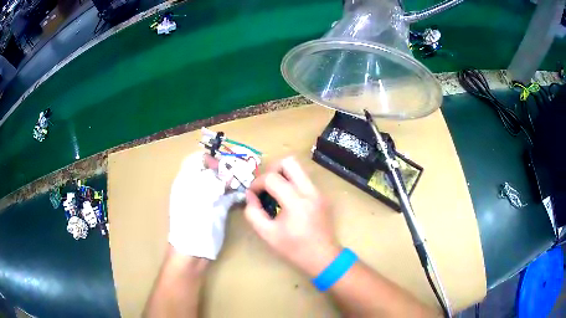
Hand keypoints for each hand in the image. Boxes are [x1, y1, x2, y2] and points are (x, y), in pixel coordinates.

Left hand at [168, 152, 244, 259]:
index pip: (197, 159)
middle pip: (211, 170)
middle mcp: (196, 187)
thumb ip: (213, 182)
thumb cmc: (192, 224)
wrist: (193, 252)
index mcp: (186, 181)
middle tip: (240, 172)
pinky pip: (227, 196)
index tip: (223, 166)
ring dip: (233, 181)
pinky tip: (244, 194)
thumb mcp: (200, 199)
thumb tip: (226, 173)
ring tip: (245, 181)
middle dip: (226, 169)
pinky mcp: (216, 209)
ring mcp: (207, 199)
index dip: (210, 159)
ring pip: (221, 183)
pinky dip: (235, 193)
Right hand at [244, 157, 340, 276]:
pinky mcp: (322, 196)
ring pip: (299, 168)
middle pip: (289, 162)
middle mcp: (310, 191)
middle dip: (273, 170)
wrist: (323, 257)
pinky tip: (288, 201)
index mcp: (296, 202)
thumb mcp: (267, 234)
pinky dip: (293, 184)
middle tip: (266, 185)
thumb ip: (253, 213)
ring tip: (276, 192)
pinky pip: (304, 180)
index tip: (253, 194)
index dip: (257, 183)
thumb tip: (250, 196)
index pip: (272, 178)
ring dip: (283, 175)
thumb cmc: (294, 249)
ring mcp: (319, 192)